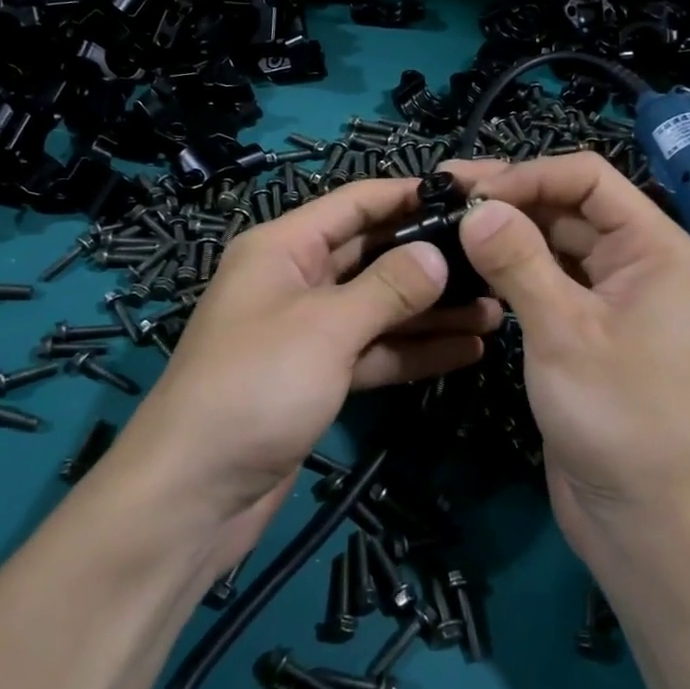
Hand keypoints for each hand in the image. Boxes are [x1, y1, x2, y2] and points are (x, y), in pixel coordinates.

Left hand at [114, 178, 500, 562]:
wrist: (194, 493)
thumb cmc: (256, 386)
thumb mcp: (326, 327)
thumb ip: (388, 286)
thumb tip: (437, 254)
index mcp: (283, 247)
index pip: (354, 203)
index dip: (407, 195)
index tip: (467, 196)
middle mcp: (295, 280)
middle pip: (372, 254)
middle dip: (429, 258)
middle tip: (493, 261)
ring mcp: (308, 331)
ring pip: (379, 307)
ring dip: (431, 310)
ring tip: (494, 310)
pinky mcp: (318, 377)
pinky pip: (374, 351)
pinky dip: (413, 350)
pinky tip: (466, 351)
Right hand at [446, 153, 689, 557]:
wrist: (645, 522)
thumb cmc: (618, 419)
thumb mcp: (563, 332)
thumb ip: (517, 260)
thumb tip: (475, 205)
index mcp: (656, 248)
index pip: (589, 179)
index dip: (529, 174)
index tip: (470, 192)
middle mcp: (638, 262)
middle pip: (569, 206)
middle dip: (511, 199)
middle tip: (444, 198)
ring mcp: (612, 297)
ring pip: (555, 243)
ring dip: (507, 232)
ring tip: (447, 226)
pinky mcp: (587, 328)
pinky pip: (548, 280)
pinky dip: (512, 269)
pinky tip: (471, 266)